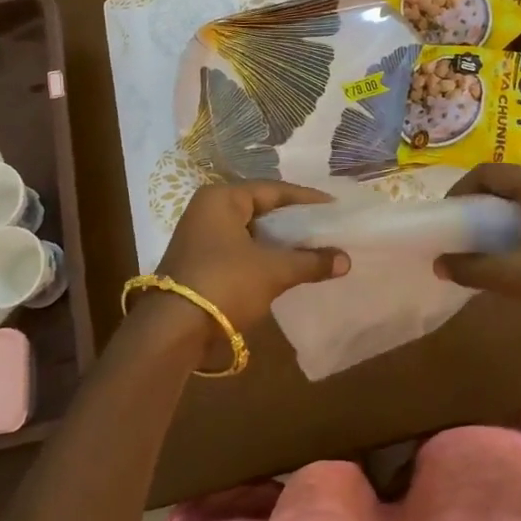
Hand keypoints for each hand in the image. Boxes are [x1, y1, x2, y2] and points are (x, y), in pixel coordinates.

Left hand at [151, 182, 348, 341]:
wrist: (173, 331)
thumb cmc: (225, 283)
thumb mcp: (273, 270)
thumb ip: (311, 261)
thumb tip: (346, 260)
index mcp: (221, 198)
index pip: (273, 190)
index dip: (307, 200)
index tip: (335, 208)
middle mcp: (208, 210)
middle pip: (261, 210)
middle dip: (294, 222)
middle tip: (327, 228)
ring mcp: (201, 238)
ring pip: (251, 232)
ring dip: (280, 243)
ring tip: (313, 249)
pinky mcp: (200, 263)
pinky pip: (241, 251)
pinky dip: (264, 257)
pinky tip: (287, 268)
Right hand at [434, 165, 520, 321]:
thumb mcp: (514, 275)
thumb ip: (473, 268)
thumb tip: (440, 263)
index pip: (487, 172)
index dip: (460, 190)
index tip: (447, 215)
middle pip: (506, 180)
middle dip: (479, 201)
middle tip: (462, 227)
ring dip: (500, 211)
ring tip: (484, 238)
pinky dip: (520, 220)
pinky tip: (516, 247)